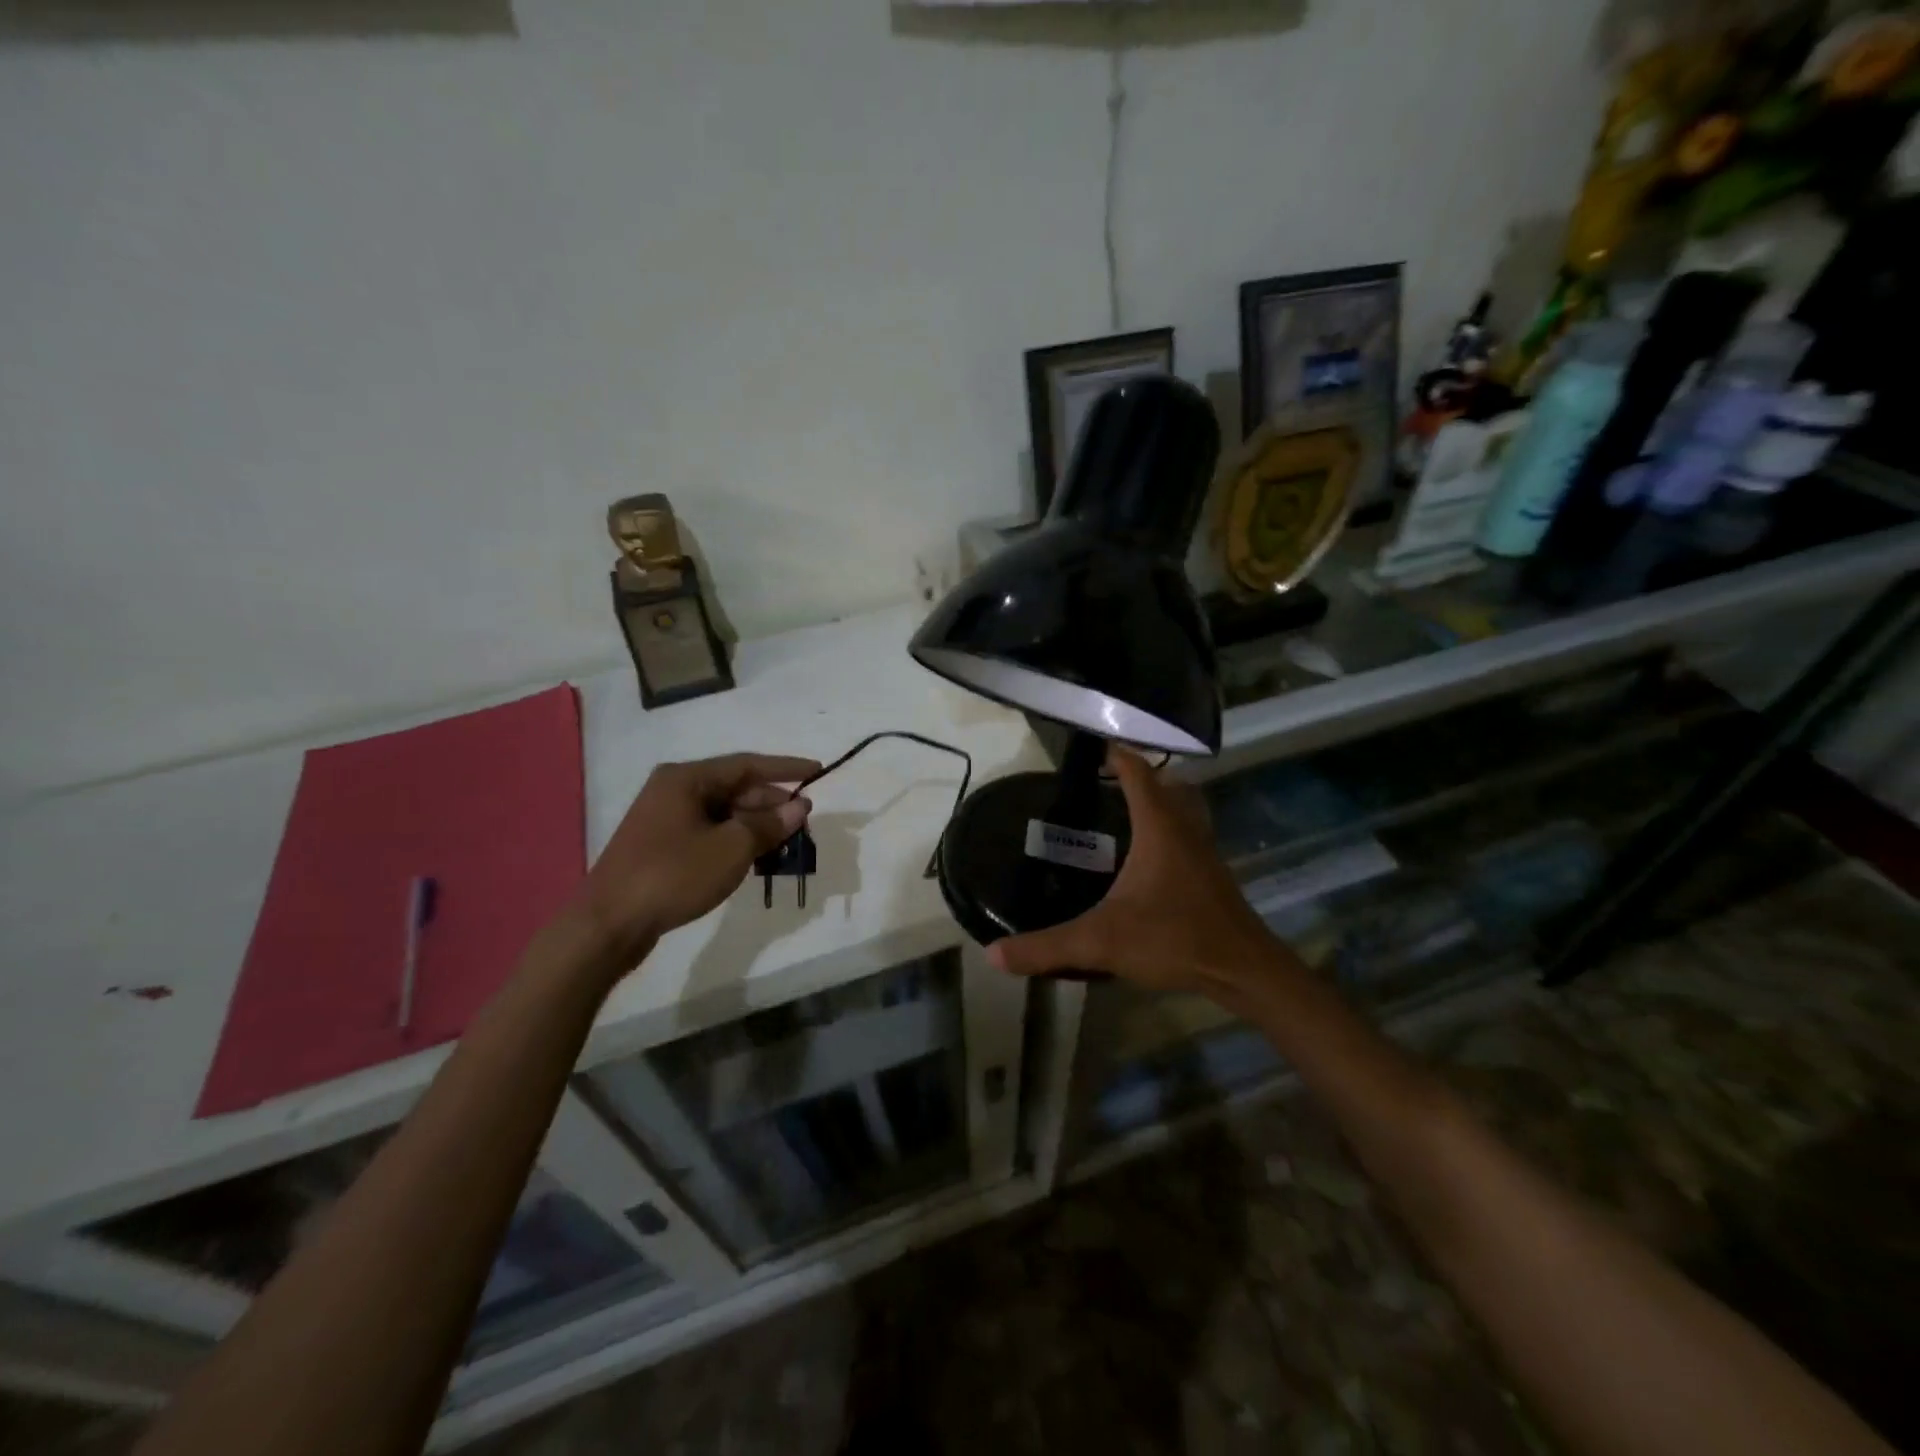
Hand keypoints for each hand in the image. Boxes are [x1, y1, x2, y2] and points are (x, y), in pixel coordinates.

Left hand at [575, 752, 819, 968]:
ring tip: (786, 841)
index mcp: (687, 779)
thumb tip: (799, 807)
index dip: (786, 768)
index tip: (817, 771)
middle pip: (735, 788)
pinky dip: (735, 840)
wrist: (609, 924)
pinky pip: (709, 831)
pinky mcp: (661, 845)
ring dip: (755, 824)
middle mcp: (674, 790)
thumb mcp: (731, 848)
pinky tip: (754, 857)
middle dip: (771, 802)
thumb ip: (769, 824)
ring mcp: (664, 818)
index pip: (747, 764)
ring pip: (723, 812)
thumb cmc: (673, 875)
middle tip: (803, 819)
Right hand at [988, 746, 1294, 997]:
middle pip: (1166, 785)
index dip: (1116, 755)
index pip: (1138, 772)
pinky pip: (1188, 834)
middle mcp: (1185, 829)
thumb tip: (994, 954)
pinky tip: (1147, 859)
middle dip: (1137, 777)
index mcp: (1160, 827)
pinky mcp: (1212, 874)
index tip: (1093, 748)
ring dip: (1158, 802)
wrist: (1243, 970)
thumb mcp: (1101, 942)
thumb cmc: (1174, 939)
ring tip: (1122, 814)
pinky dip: (1168, 830)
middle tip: (1103, 784)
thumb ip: (1047, 947)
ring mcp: (1204, 851)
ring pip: (1183, 808)